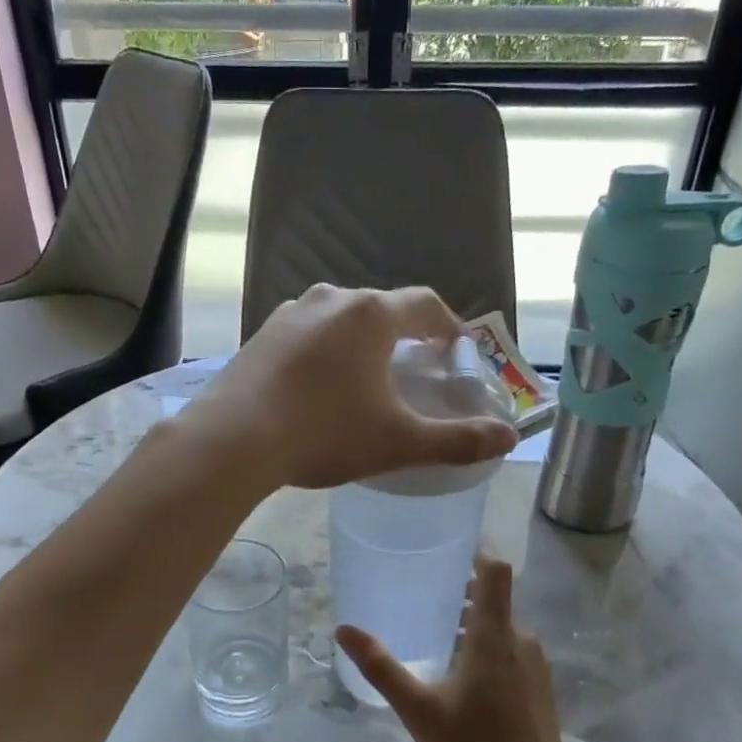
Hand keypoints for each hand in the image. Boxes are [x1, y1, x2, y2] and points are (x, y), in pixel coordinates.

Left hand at [185, 285, 516, 490]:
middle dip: (404, 335)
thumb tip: (508, 438)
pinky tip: (318, 386)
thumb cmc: (324, 433)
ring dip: (361, 342)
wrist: (233, 440)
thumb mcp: (398, 441)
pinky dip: (325, 352)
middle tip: (415, 369)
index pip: (426, 305)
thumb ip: (457, 440)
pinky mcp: (261, 334)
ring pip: (341, 320)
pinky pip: (307, 334)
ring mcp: (290, 313)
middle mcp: (332, 300)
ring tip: (366, 378)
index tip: (457, 351)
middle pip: (383, 309)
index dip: (449, 326)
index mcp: (372, 314)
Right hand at [336, 555, 575, 741]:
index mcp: (493, 636)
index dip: (475, 553)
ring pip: (503, 627)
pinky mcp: (541, 688)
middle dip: (460, 595)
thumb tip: (344, 629)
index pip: (494, 571)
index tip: (446, 550)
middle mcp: (521, 640)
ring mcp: (536, 665)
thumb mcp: (419, 710)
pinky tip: (464, 679)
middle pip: (493, 599)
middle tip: (422, 601)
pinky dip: (488, 648)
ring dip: (472, 625)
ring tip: (436, 640)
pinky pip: (513, 651)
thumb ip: (382, 667)